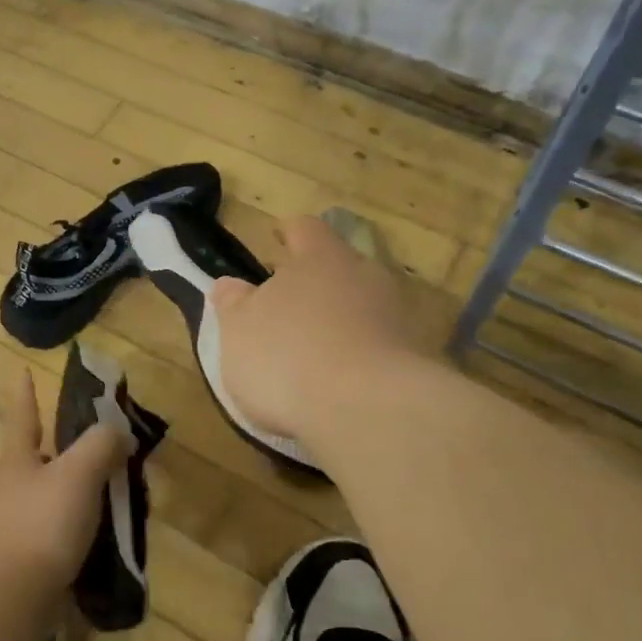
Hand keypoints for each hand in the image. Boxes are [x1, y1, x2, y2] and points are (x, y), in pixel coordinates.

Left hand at [0, 369, 133, 595]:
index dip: (26, 393)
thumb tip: (119, 435)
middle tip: (78, 444)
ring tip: (98, 488)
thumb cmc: (44, 522)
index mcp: (14, 460)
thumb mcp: (80, 472)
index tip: (23, 372)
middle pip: (27, 456)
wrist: (17, 596)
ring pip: (40, 492)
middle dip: (48, 447)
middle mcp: (5, 487)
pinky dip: (68, 519)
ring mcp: (9, 523)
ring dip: (64, 486)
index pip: (22, 416)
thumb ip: (102, 444)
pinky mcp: (20, 554)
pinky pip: (48, 525)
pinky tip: (92, 528)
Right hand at [210, 215, 421, 453]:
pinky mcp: (412, 359)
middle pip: (338, 267)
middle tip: (288, 304)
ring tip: (311, 351)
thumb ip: (233, 304)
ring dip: (338, 322)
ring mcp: (394, 317)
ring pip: (360, 307)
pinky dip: (357, 357)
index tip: (277, 237)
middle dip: (315, 283)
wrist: (369, 411)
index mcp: (319, 258)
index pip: (305, 229)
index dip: (289, 233)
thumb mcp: (239, 331)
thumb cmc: (288, 357)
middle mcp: (363, 276)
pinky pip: (376, 347)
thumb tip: (229, 285)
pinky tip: (338, 384)